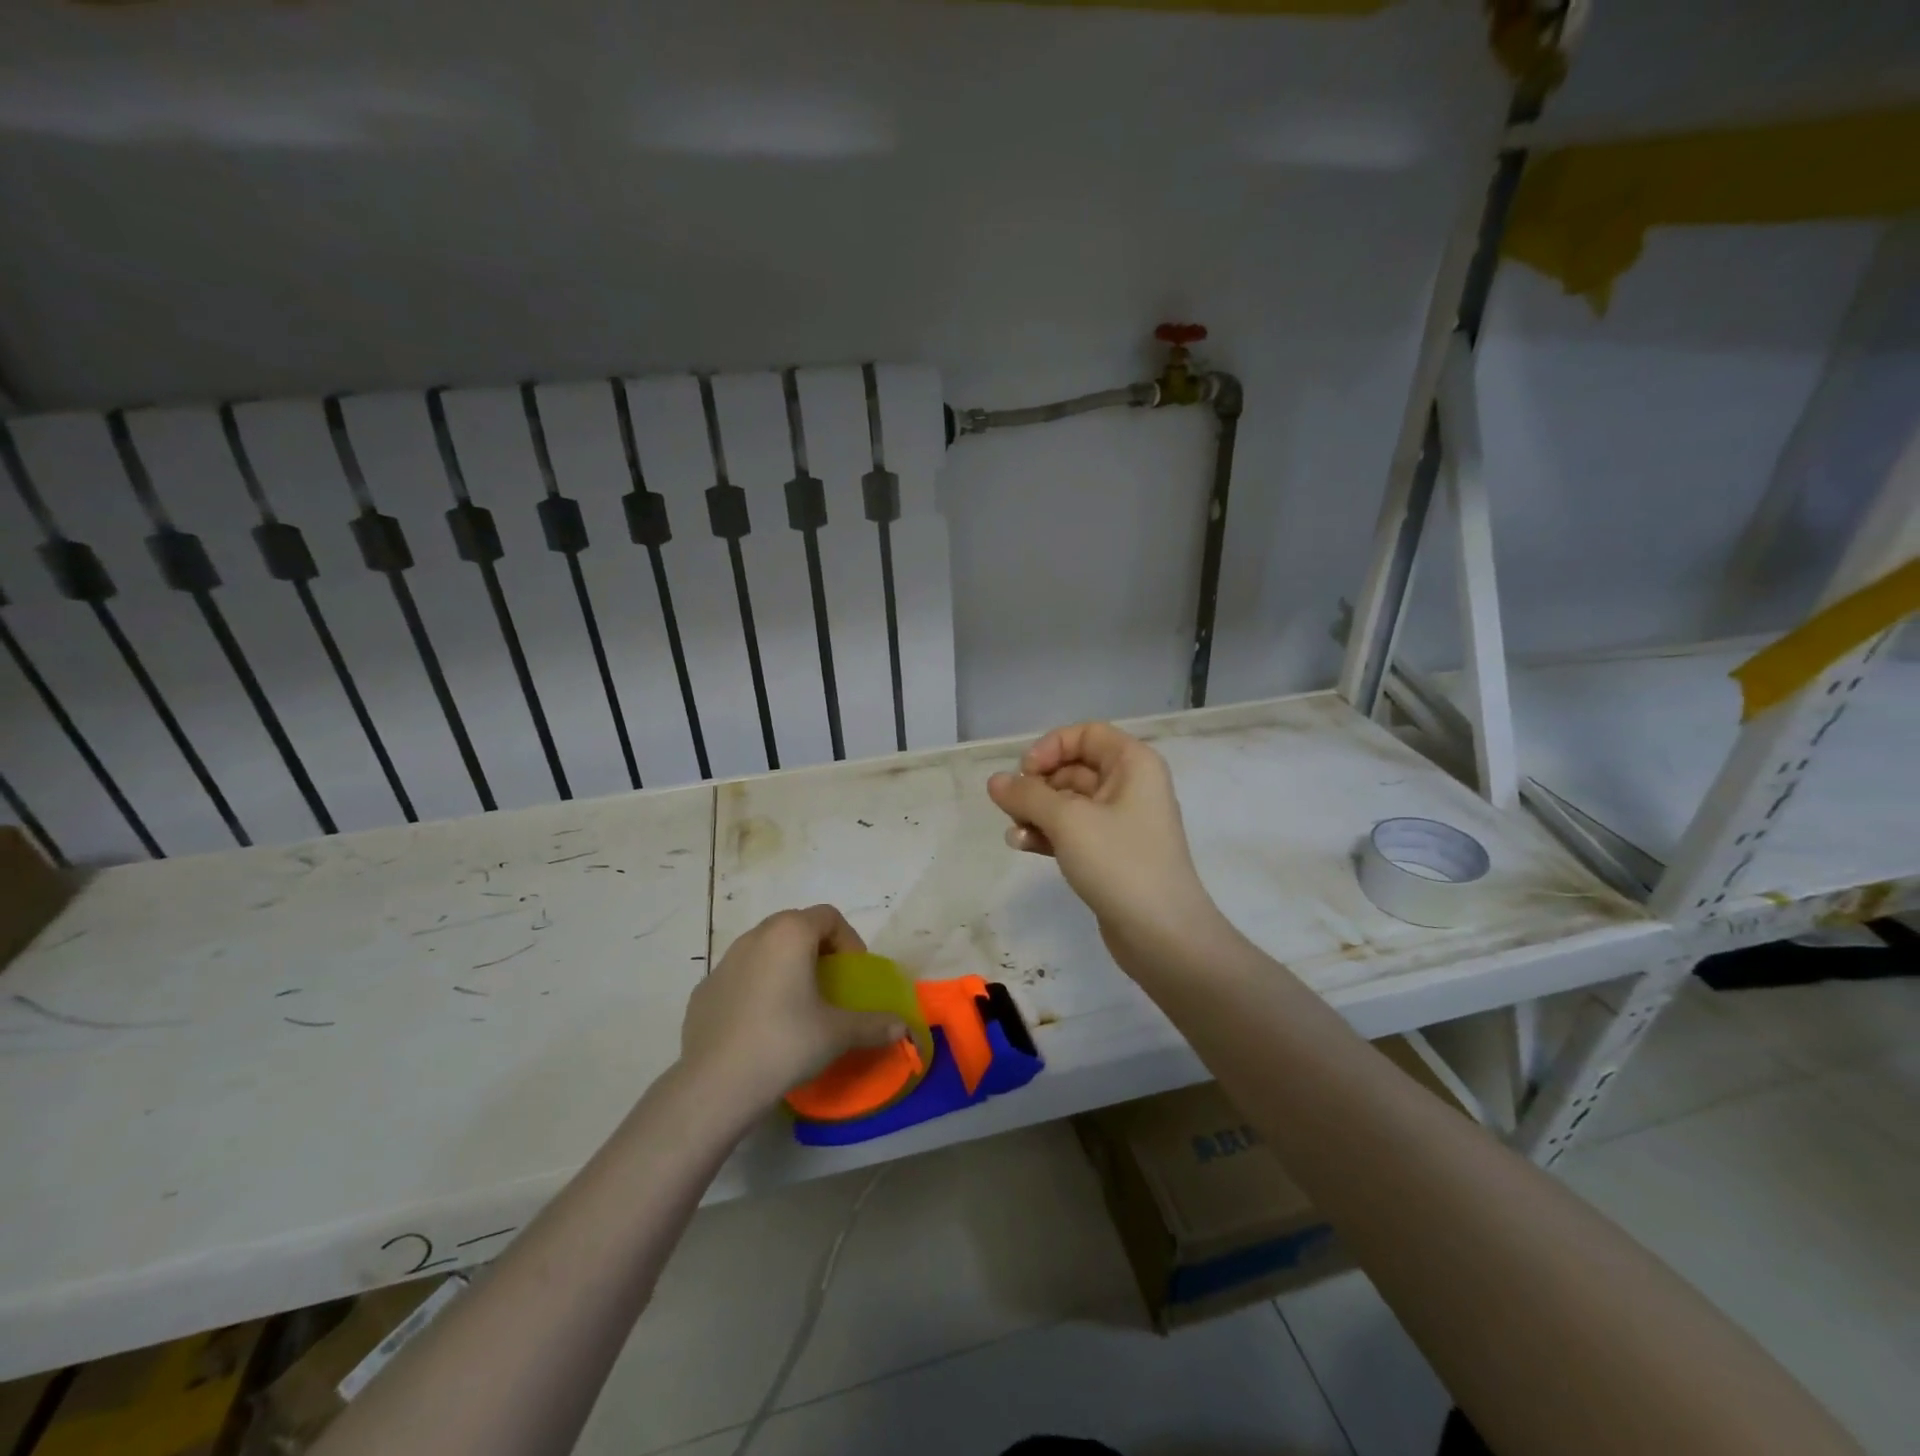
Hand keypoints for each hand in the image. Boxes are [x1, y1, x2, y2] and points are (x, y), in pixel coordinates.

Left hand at [679, 906, 907, 1113]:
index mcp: (790, 934)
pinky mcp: (704, 990)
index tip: (854, 974)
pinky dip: (757, 988)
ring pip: (764, 949)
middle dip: (817, 949)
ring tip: (796, 1004)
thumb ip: (874, 1024)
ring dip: (785, 966)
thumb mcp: (838, 1034)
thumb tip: (902, 1028)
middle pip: (795, 927)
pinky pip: (740, 976)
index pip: (828, 916)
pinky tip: (762, 1025)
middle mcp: (755, 937)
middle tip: (830, 984)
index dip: (849, 941)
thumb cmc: (785, 1043)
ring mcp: (724, 962)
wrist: (715, 1085)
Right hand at [987, 723, 1219, 963]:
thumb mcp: (1068, 821)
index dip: (1051, 747)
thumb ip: (1027, 796)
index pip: (1086, 734)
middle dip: (1038, 785)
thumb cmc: (1119, 862)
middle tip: (1012, 808)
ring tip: (1014, 833)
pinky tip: (1023, 847)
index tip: (1025, 773)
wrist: (1162, 934)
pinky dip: (1048, 834)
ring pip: (1069, 802)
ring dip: (1037, 812)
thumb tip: (995, 781)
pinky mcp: (1112, 853)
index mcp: (1133, 764)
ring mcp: (1122, 822)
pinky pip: (1074, 831)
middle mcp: (1131, 786)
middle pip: (1074, 767)